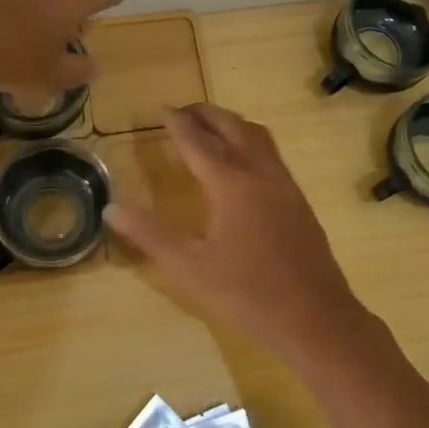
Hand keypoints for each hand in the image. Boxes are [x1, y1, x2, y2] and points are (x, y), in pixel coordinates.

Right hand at [104, 104, 371, 365]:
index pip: (197, 141)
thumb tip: (112, 207)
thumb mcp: (190, 267)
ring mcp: (283, 183)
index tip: (162, 109)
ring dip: (230, 123)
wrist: (316, 318)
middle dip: (205, 114)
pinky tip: (243, 163)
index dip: (177, 123)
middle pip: (231, 127)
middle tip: (183, 112)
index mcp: (230, 183)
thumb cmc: (248, 293)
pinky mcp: (298, 199)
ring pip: (256, 135)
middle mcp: (259, 172)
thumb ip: (150, 235)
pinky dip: (249, 140)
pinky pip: (270, 152)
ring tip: (210, 127)